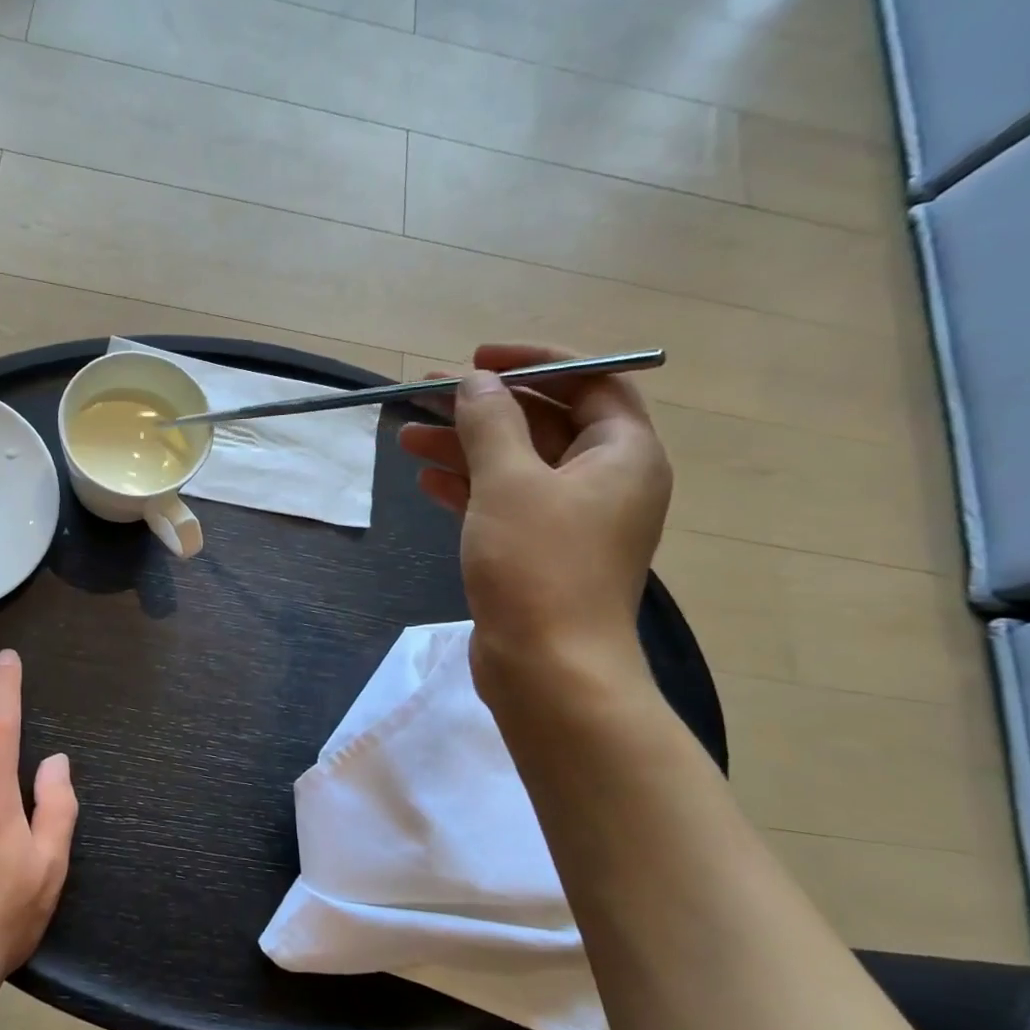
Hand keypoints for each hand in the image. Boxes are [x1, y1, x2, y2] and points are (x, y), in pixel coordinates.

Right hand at [397, 343, 671, 691]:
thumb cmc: (538, 566)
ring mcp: (571, 519)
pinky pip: (504, 502)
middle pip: (543, 422)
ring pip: (516, 464)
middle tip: (424, 395)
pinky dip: (467, 487)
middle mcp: (605, 480)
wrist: (548, 669)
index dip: (533, 361)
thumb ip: (490, 422)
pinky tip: (426, 479)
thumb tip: (475, 382)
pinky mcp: (539, 551)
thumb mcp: (509, 482)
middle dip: (483, 406)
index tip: (476, 359)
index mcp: (623, 453)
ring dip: (464, 446)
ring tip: (407, 435)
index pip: (589, 380)